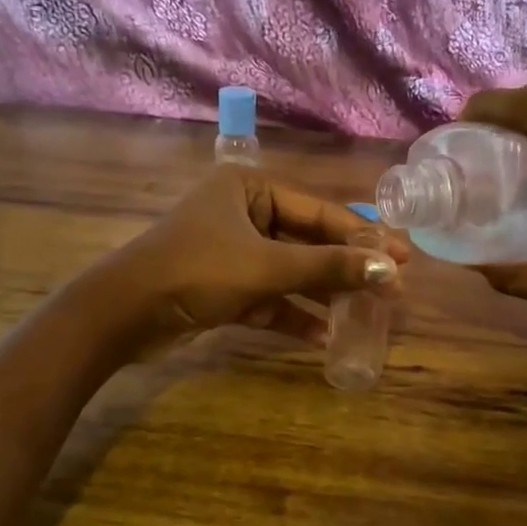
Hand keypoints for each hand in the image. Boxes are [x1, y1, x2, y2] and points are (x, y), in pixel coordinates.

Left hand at [96, 166, 406, 354]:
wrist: (123, 315)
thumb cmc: (196, 271)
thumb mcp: (266, 267)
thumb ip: (327, 268)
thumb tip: (389, 270)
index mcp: (249, 188)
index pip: (318, 211)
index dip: (362, 236)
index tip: (403, 258)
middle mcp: (243, 214)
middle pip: (307, 241)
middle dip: (346, 268)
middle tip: (392, 288)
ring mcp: (232, 253)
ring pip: (290, 272)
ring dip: (323, 294)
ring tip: (367, 314)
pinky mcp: (224, 287)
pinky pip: (269, 298)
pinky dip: (293, 315)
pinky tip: (324, 337)